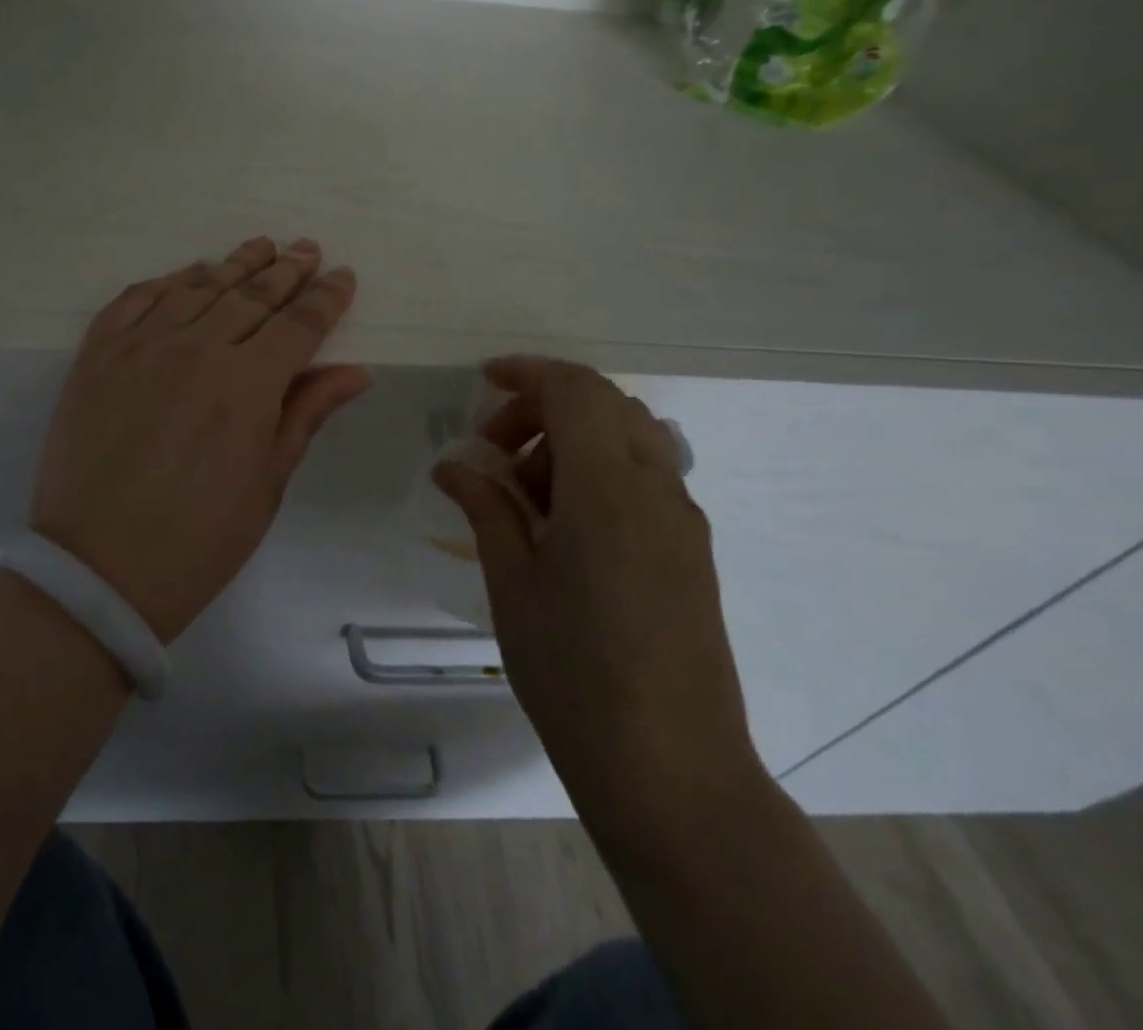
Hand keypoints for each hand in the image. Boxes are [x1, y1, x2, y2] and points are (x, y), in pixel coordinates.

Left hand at [32, 238, 369, 642]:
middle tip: (306, 249)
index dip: (325, 299)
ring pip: (197, 287)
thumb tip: (354, 372)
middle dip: (286, 272)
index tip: (343, 277)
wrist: (96, 572)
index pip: (298, 326)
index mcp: (246, 386)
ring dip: (234, 265)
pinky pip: (136, 299)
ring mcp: (140, 346)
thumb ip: (305, 415)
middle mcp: (195, 349)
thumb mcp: (266, 485)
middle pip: (251, 296)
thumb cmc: (197, 541)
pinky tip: (189, 274)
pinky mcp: (97, 355)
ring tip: (260, 247)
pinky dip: (168, 281)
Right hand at [434, 357, 766, 847]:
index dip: (526, 372)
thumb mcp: (512, 582)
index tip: (482, 382)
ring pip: (631, 435)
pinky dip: (600, 468)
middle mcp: (656, 489)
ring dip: (574, 437)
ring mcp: (682, 519)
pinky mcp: (691, 549)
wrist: (671, 770)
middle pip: (605, 402)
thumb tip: (452, 466)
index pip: (574, 389)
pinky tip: (564, 524)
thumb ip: (486, 508)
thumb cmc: (573, 672)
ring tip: (527, 493)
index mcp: (607, 489)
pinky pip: (646, 474)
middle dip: (544, 406)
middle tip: (495, 452)